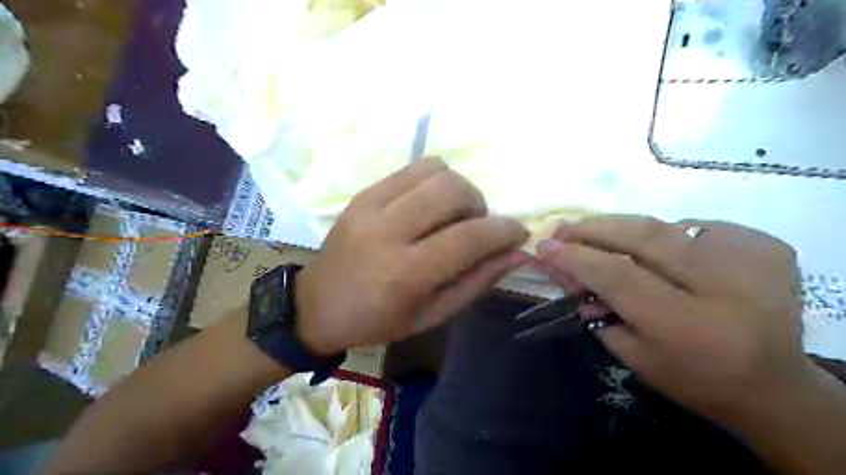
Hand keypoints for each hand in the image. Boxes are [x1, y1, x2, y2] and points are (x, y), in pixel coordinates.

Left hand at [296, 157, 525, 353]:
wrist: (317, 305)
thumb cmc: (377, 321)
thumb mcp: (432, 315)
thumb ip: (476, 282)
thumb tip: (516, 253)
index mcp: (405, 273)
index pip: (469, 237)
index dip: (503, 231)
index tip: (519, 232)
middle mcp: (388, 231)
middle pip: (453, 190)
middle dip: (479, 205)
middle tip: (475, 227)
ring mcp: (371, 206)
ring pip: (435, 170)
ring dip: (457, 189)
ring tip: (452, 215)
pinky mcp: (363, 193)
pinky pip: (412, 169)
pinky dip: (434, 181)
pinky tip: (429, 205)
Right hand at [533, 215, 805, 422]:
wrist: (773, 386)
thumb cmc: (692, 379)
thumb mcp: (631, 354)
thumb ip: (592, 307)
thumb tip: (560, 266)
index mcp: (688, 326)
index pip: (617, 274)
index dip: (575, 257)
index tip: (544, 247)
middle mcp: (725, 285)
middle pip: (643, 236)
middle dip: (593, 228)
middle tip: (562, 229)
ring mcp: (751, 258)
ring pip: (663, 225)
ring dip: (620, 227)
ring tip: (593, 232)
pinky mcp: (764, 245)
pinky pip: (692, 227)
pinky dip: (662, 235)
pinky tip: (651, 250)